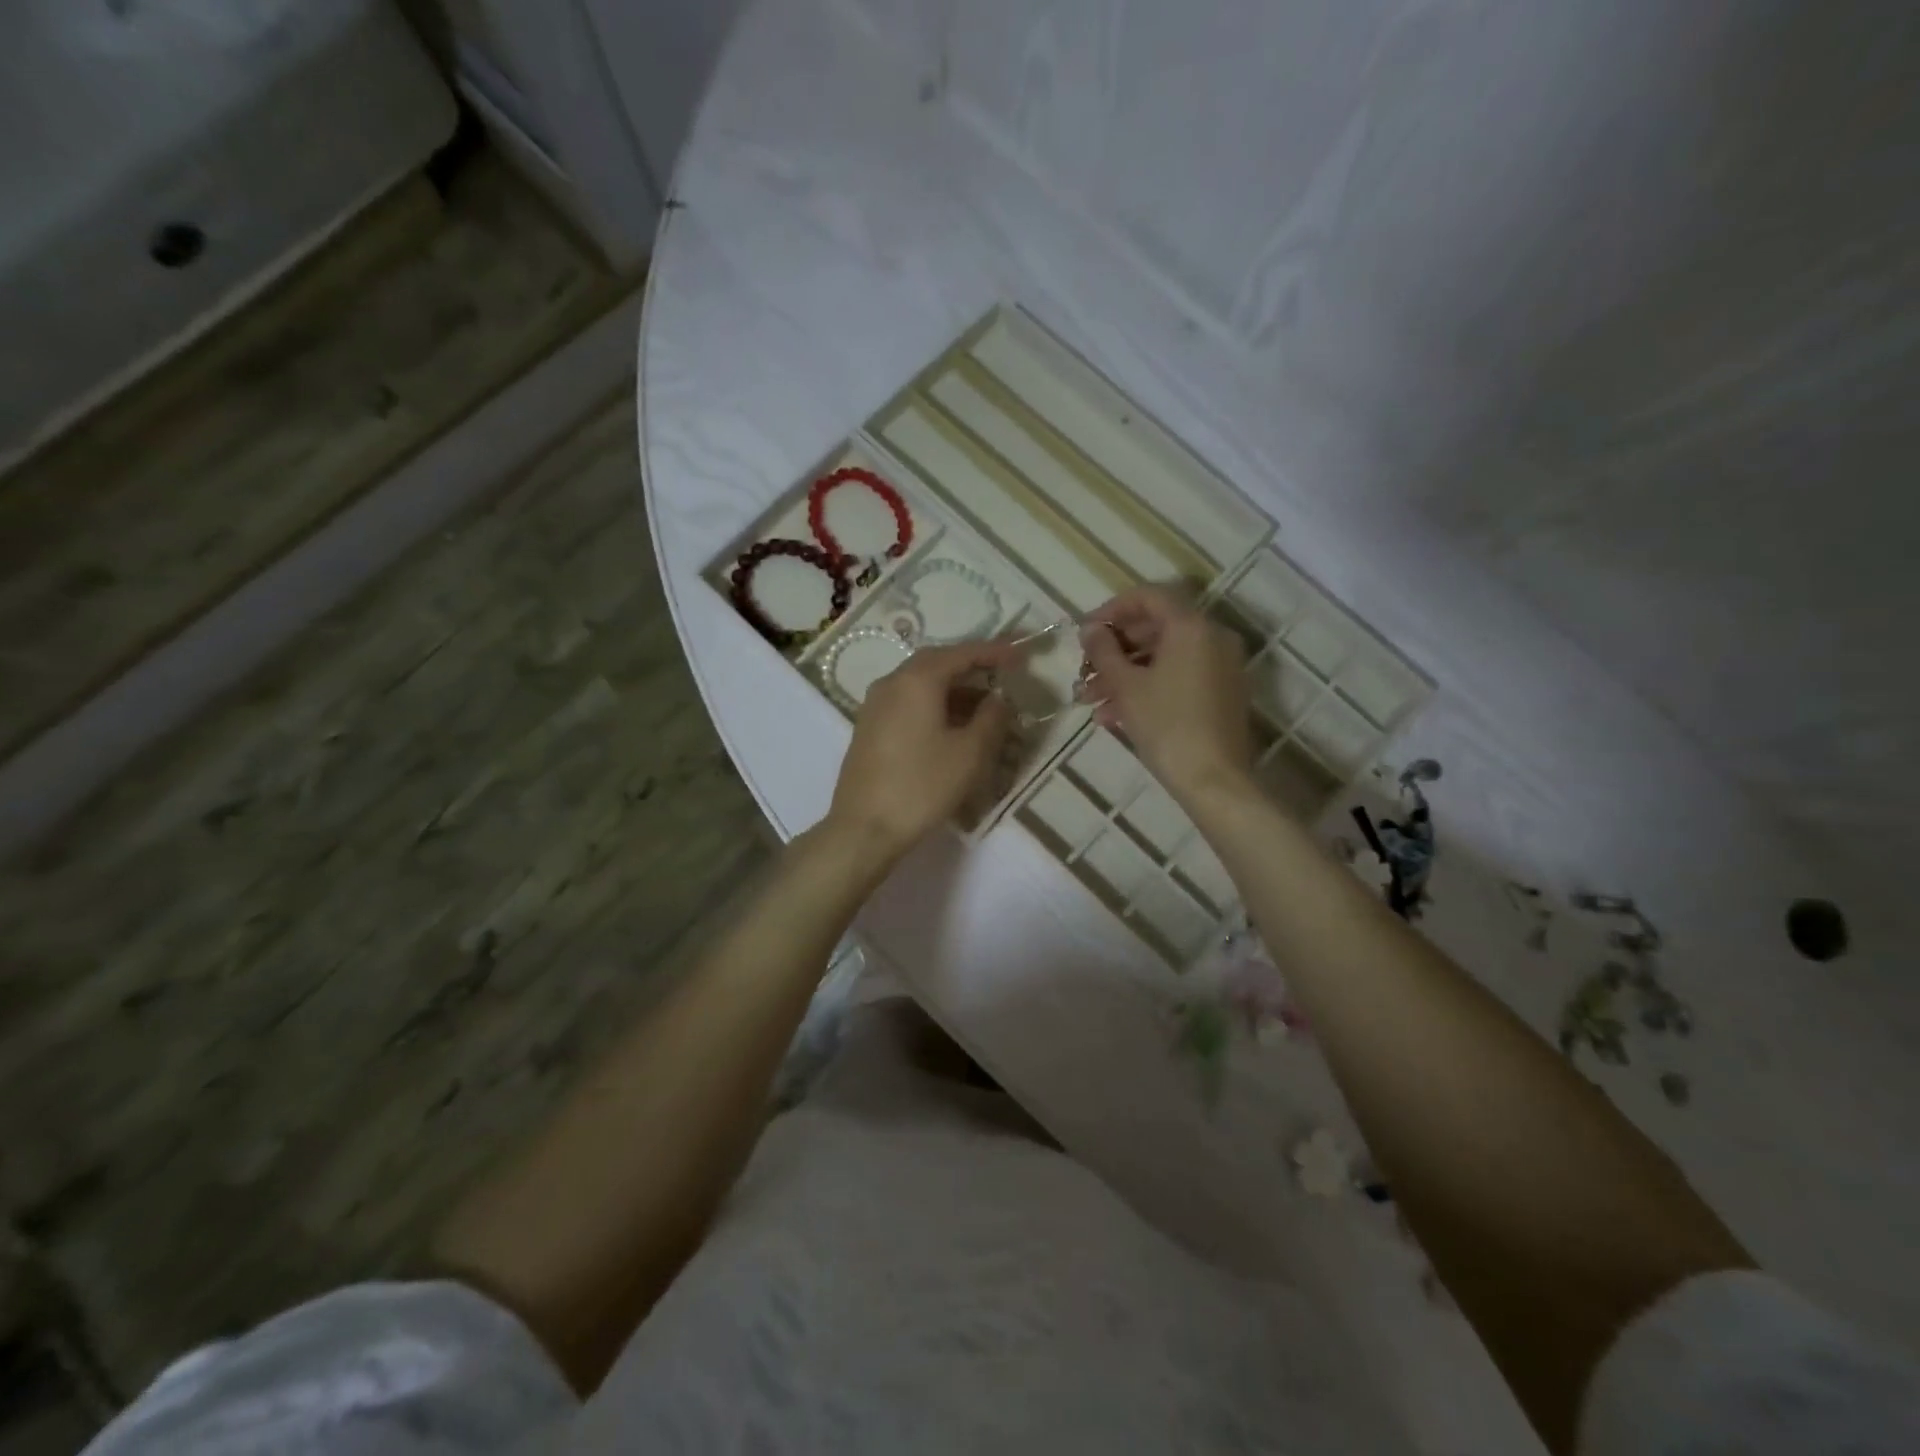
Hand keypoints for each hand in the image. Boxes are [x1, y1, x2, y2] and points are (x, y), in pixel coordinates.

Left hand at [826, 640, 1021, 860]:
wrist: (864, 828)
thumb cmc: (922, 786)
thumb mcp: (970, 753)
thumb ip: (991, 718)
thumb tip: (998, 698)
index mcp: (916, 680)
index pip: (961, 653)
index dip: (994, 652)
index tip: (1020, 656)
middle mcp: (891, 683)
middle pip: (937, 663)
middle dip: (971, 666)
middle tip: (1002, 675)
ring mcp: (875, 705)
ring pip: (921, 684)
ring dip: (954, 689)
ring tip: (985, 707)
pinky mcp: (869, 728)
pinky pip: (908, 702)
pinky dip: (935, 705)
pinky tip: (953, 726)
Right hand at [1080, 585, 1254, 804]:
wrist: (1213, 780)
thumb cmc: (1167, 725)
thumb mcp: (1126, 686)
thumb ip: (1104, 651)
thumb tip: (1090, 629)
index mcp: (1191, 626)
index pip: (1147, 597)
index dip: (1111, 610)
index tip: (1084, 633)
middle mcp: (1212, 637)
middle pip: (1155, 629)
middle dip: (1114, 650)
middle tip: (1084, 671)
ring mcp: (1220, 666)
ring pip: (1163, 658)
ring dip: (1124, 674)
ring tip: (1090, 701)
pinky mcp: (1221, 693)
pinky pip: (1178, 677)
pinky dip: (1147, 688)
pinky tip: (1113, 716)